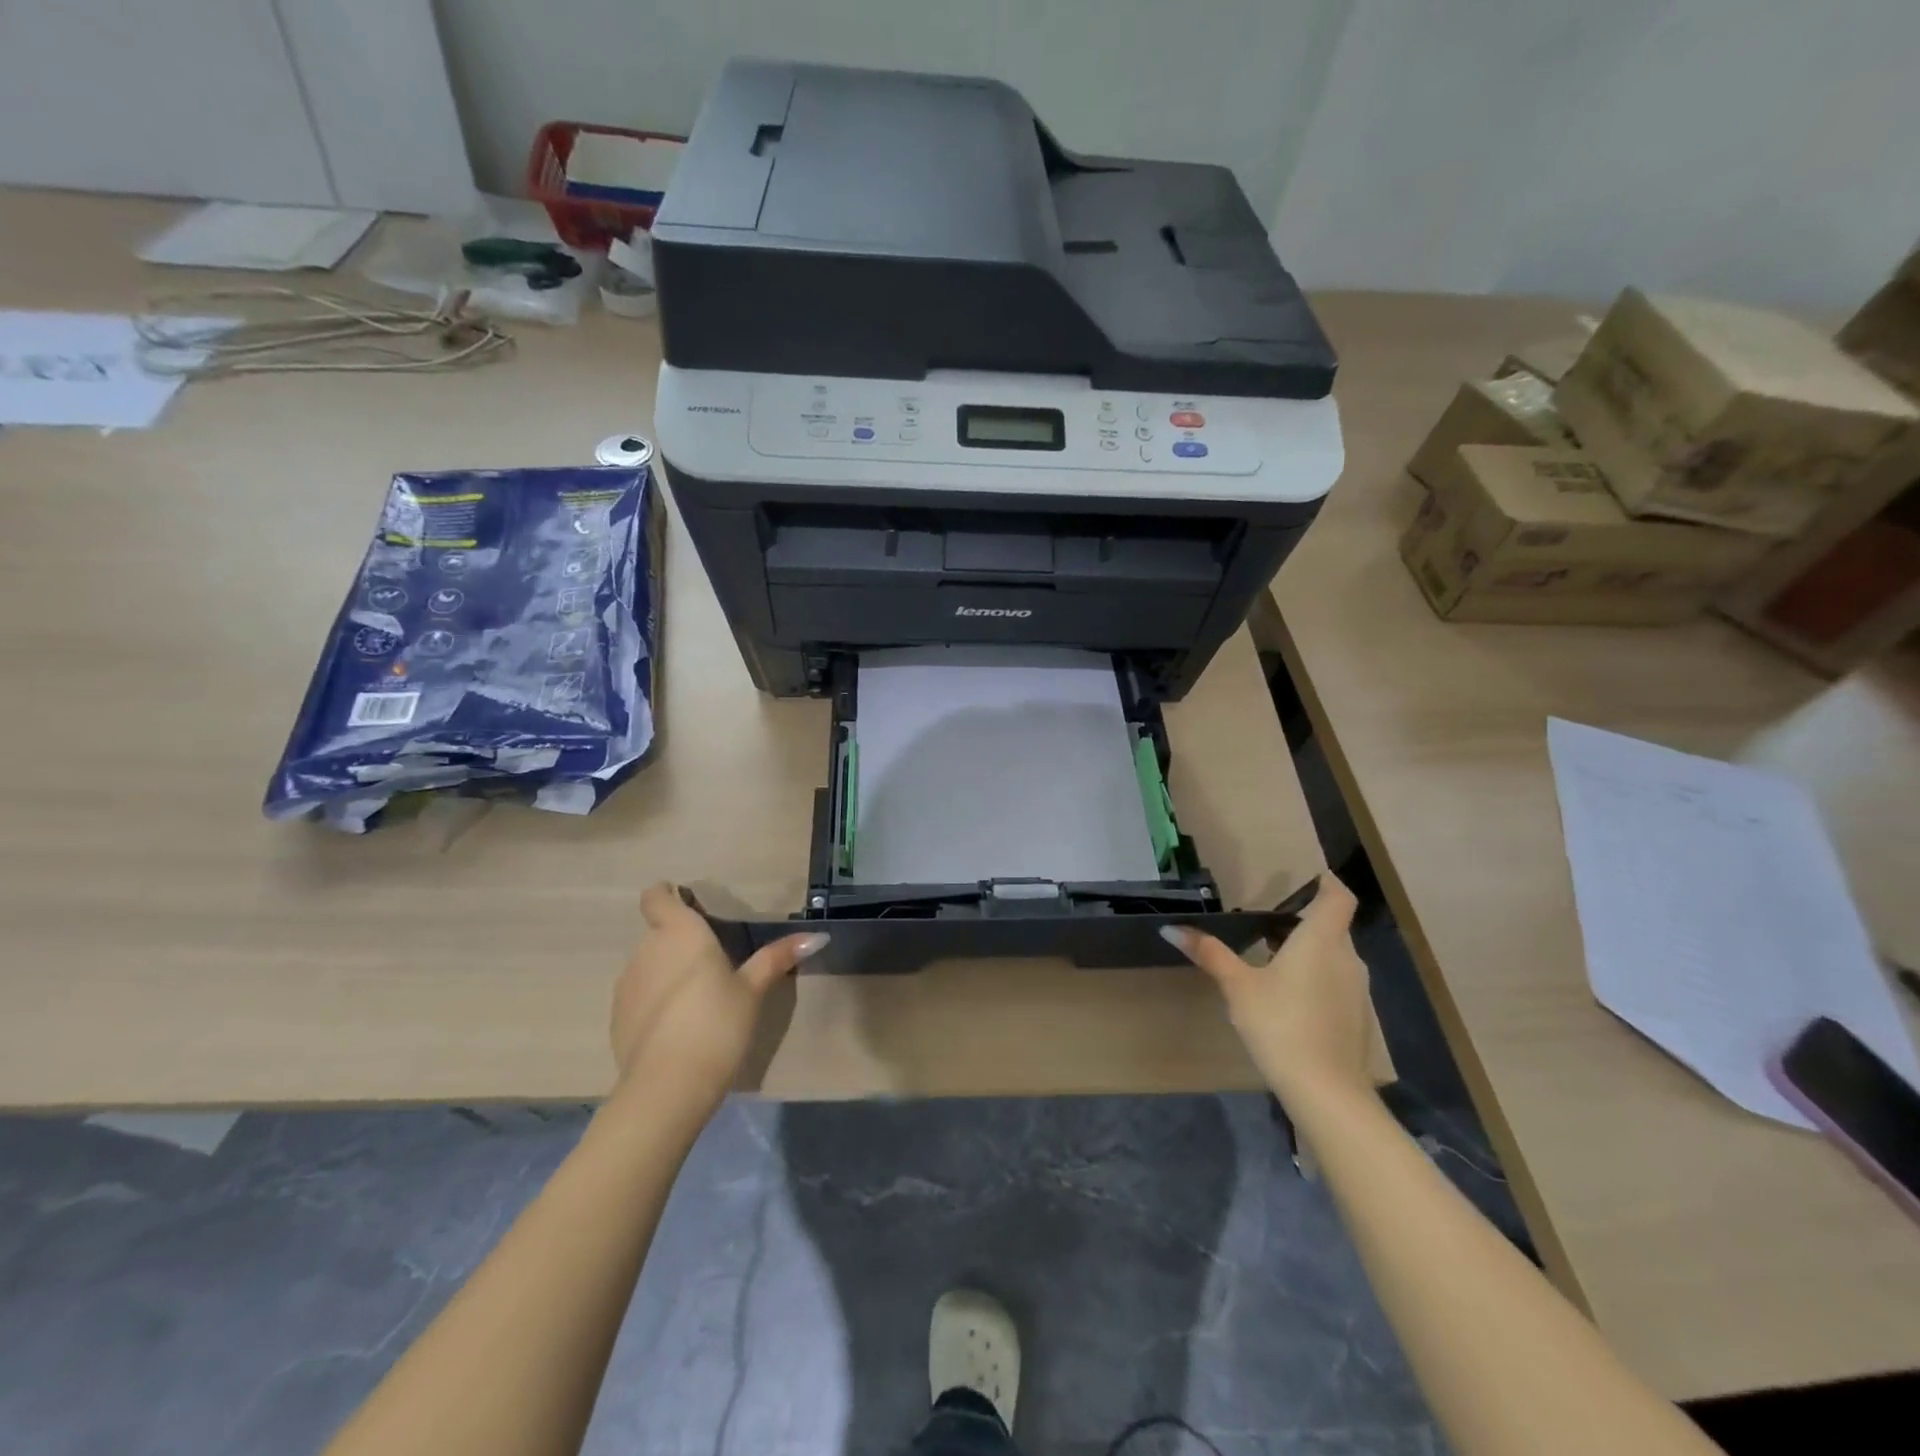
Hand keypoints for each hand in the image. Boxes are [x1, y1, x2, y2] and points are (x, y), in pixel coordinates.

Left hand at [610, 884, 827, 1116]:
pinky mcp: (617, 1017)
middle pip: (658, 932)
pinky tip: (679, 1028)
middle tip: (713, 963)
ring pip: (648, 964)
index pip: (656, 896)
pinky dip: (656, 1002)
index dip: (668, 897)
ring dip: (668, 971)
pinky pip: (639, 995)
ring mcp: (627, 984)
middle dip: (681, 941)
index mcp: (680, 932)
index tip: (691, 909)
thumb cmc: (717, 1024)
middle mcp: (647, 950)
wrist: (668, 1087)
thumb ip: (778, 957)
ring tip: (699, 999)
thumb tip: (817, 936)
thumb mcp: (753, 989)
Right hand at [1163, 875, 1372, 1106]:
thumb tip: (1172, 928)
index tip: (1310, 876)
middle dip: (1304, 920)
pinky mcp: (1355, 1017)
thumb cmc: (1281, 1026)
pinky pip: (1336, 982)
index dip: (1328, 882)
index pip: (1338, 897)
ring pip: (1334, 956)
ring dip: (1308, 950)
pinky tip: (1287, 997)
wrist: (1327, 1092)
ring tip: (1271, 956)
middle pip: (1333, 927)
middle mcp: (1346, 958)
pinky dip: (1315, 977)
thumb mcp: (1238, 987)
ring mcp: (1356, 990)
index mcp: (1321, 941)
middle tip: (1267, 921)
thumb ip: (1210, 953)